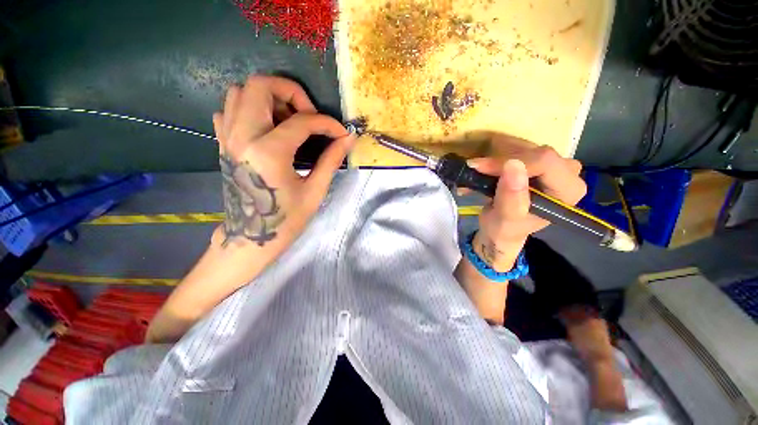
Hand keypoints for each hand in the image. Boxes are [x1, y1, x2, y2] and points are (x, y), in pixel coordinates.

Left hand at [212, 75, 354, 247]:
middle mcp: (242, 136)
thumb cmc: (286, 220)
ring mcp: (227, 138)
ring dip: (269, 98)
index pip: (302, 121)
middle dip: (290, 92)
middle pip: (259, 85)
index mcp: (268, 152)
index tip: (340, 132)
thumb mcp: (314, 191)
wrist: (250, 238)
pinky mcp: (222, 143)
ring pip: (240, 91)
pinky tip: (268, 128)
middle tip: (308, 115)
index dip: (327, 123)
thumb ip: (331, 160)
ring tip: (289, 120)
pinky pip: (229, 110)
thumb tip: (348, 138)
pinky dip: (249, 109)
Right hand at [467, 136, 585, 270]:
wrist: (500, 229)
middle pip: (535, 152)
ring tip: (477, 170)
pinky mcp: (541, 162)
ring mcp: (556, 166)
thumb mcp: (505, 218)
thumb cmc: (504, 229)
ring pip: (525, 147)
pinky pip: (520, 148)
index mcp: (568, 191)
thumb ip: (511, 196)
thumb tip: (513, 164)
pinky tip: (486, 167)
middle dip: (501, 159)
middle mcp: (569, 174)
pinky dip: (499, 156)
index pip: (544, 162)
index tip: (481, 168)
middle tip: (476, 169)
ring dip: (497, 157)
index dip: (510, 161)